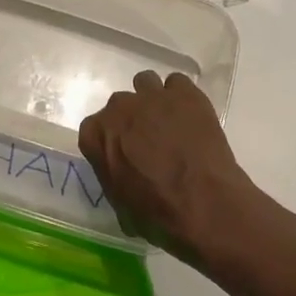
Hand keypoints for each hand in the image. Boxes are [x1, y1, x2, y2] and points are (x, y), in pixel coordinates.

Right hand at [78, 71, 256, 261]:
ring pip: (146, 83)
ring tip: (168, 121)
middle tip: (148, 141)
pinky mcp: (186, 93)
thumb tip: (125, 178)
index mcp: (97, 134)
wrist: (202, 202)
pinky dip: (181, 97)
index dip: (109, 141)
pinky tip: (190, 116)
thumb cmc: (156, 213)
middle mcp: (120, 108)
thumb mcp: (121, 205)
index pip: (93, 129)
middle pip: (120, 105)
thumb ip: (115, 178)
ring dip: (152, 99)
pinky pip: (178, 83)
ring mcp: (153, 96)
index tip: (122, 154)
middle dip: (131, 119)